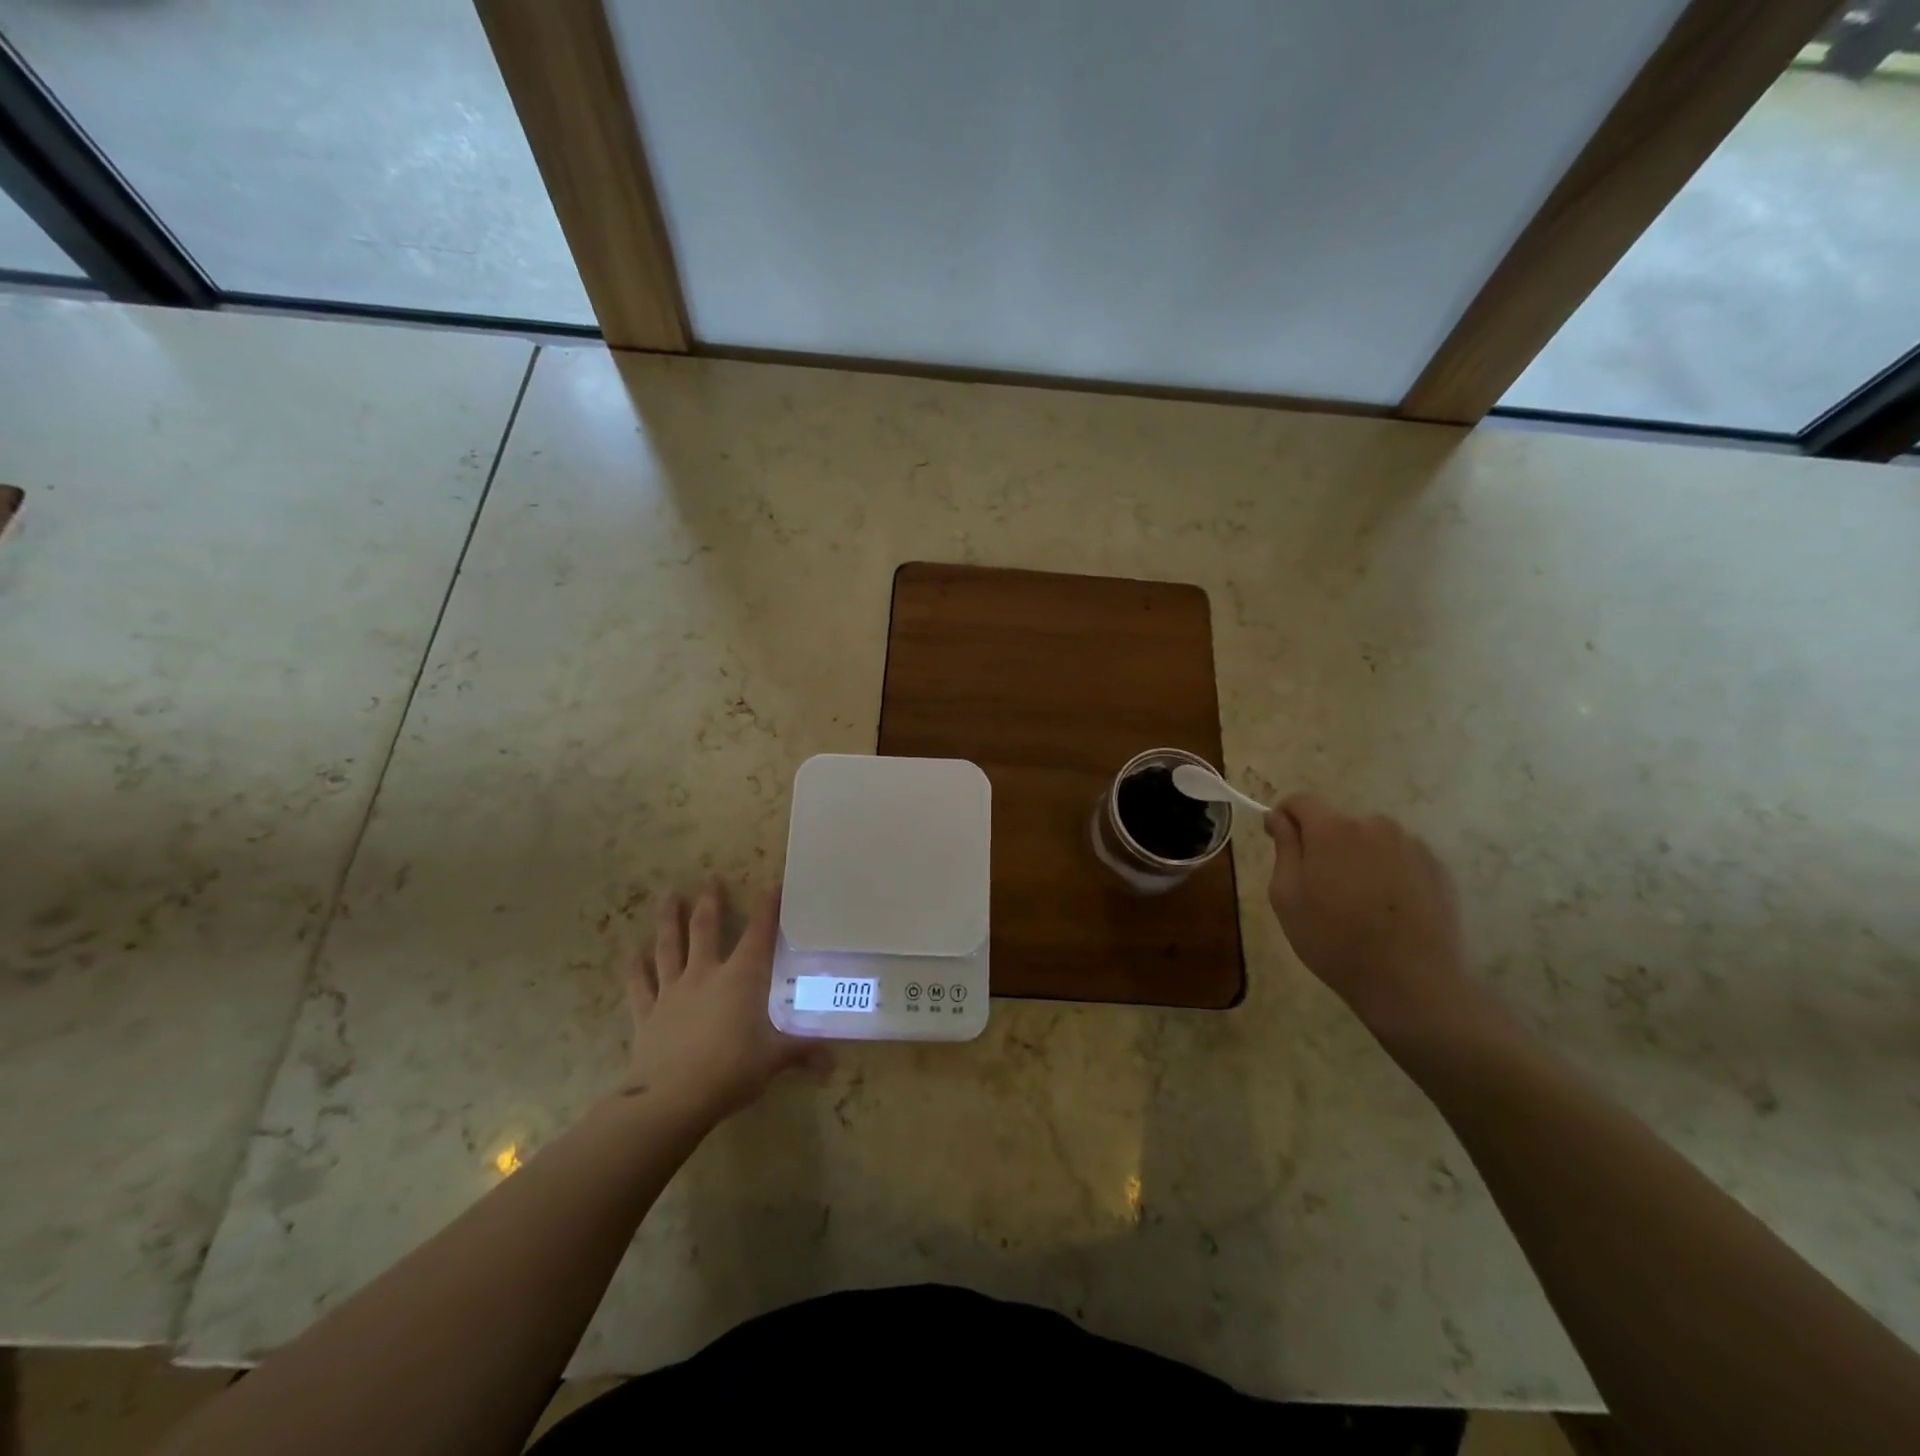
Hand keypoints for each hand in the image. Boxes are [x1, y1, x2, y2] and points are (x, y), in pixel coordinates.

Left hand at [621, 878, 830, 1124]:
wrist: (671, 1099)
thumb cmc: (730, 1070)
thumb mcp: (774, 1060)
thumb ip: (802, 1054)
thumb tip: (833, 1063)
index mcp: (741, 978)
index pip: (759, 934)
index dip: (767, 907)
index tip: (771, 883)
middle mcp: (706, 974)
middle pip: (706, 930)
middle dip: (709, 902)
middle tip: (709, 878)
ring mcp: (673, 991)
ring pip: (670, 947)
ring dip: (669, 920)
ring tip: (668, 895)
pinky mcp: (647, 1013)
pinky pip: (640, 985)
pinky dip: (635, 968)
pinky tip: (631, 952)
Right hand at [1264, 794, 1477, 1040]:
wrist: (1412, 983)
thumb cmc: (1334, 940)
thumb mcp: (1287, 896)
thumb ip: (1284, 848)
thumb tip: (1278, 817)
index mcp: (1332, 829)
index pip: (1300, 801)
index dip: (1284, 817)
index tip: (1280, 844)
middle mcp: (1374, 825)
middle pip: (1337, 822)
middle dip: (1323, 844)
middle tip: (1320, 888)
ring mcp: (1411, 845)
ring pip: (1370, 840)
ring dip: (1357, 857)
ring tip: (1358, 902)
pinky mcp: (1438, 868)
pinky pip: (1399, 858)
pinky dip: (1387, 872)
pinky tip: (1387, 909)